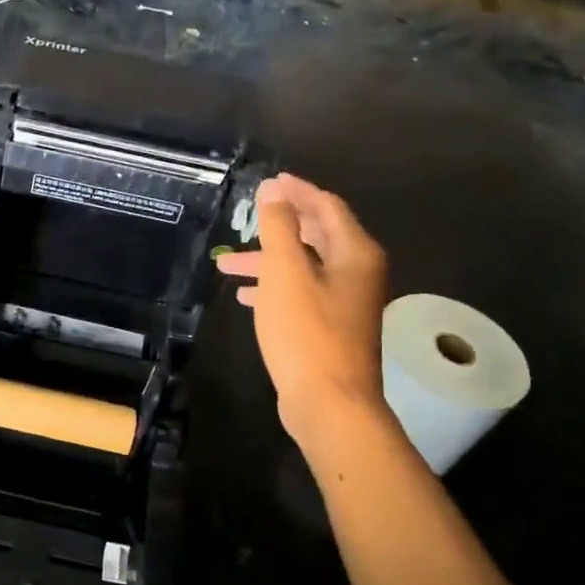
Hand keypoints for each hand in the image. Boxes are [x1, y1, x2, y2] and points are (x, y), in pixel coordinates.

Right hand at [216, 174, 388, 440]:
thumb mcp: (285, 273)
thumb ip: (279, 227)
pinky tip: (245, 297)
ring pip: (304, 268)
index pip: (326, 207)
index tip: (268, 181)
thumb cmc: (307, 333)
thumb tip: (273, 188)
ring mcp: (346, 303)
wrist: (329, 403)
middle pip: (316, 236)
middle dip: (277, 228)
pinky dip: (274, 288)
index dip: (297, 191)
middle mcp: (358, 273)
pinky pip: (301, 294)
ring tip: (226, 266)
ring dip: (267, 262)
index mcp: (355, 254)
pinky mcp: (331, 328)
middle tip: (245, 220)